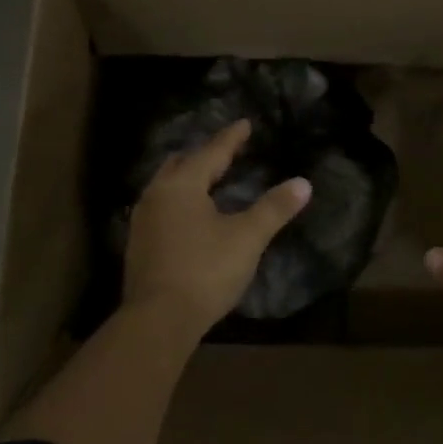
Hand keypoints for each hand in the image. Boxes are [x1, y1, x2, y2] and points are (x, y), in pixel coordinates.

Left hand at [122, 118, 312, 338]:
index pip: (211, 152)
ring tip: (209, 179)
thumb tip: (303, 183)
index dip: (231, 138)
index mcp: (182, 185)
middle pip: (182, 163)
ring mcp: (143, 220)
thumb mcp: (247, 238)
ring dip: (188, 177)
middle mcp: (156, 195)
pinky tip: (189, 214)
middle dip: (204, 155)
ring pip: (167, 185)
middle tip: (226, 152)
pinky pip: (161, 207)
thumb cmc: (205, 271)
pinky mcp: (139, 244)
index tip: (245, 124)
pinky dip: (179, 200)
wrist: (158, 320)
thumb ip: (274, 208)